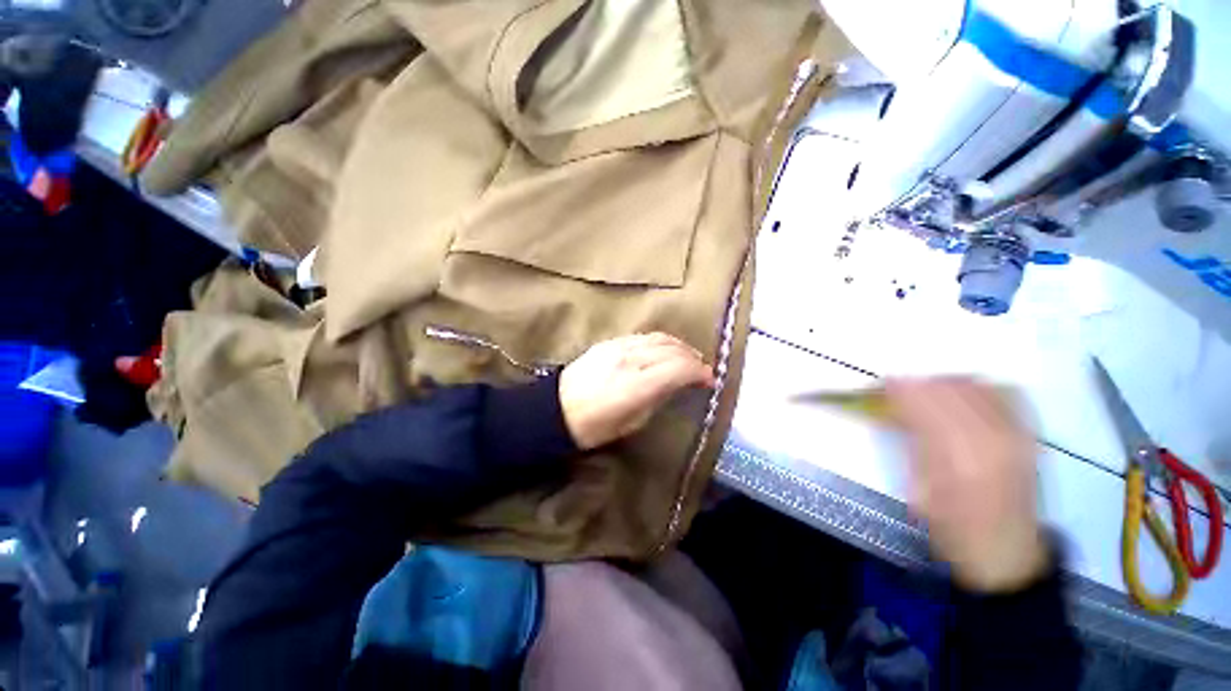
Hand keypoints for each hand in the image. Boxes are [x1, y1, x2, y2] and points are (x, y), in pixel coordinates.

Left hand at [559, 333, 715, 449]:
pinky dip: (660, 342)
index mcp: (636, 384)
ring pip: (659, 338)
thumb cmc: (595, 426)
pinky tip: (664, 351)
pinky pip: (643, 336)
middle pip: (672, 349)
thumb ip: (659, 397)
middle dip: (693, 358)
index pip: (679, 368)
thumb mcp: (633, 422)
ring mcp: (618, 346)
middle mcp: (630, 359)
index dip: (700, 372)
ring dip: (679, 346)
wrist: (556, 410)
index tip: (710, 380)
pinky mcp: (609, 342)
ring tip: (688, 357)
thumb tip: (679, 383)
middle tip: (702, 370)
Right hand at [886, 378, 1047, 592]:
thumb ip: (909, 441)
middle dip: (919, 382)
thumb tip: (894, 408)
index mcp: (958, 459)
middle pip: (951, 388)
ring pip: (977, 386)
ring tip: (927, 391)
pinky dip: (976, 387)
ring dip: (945, 382)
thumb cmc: (951, 526)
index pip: (926, 404)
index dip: (900, 389)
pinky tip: (962, 395)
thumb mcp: (917, 487)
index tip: (881, 384)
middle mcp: (993, 440)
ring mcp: (1018, 435)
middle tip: (899, 388)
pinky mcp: (1030, 435)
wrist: (1006, 550)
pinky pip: (1004, 393)